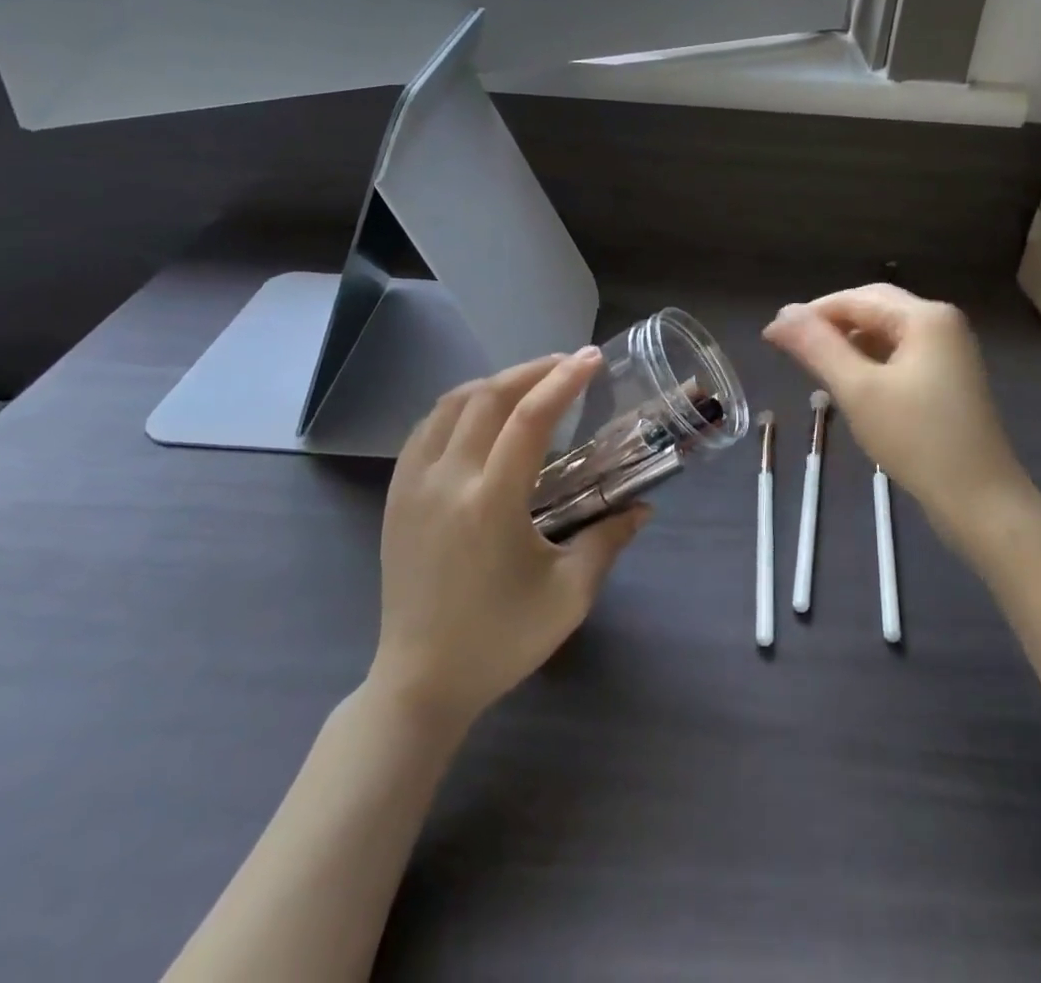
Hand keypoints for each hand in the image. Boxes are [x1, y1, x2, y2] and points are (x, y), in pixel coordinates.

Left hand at [370, 350, 647, 730]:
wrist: (420, 682)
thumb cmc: (501, 640)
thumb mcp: (568, 596)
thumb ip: (608, 541)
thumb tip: (644, 507)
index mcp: (490, 504)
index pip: (529, 419)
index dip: (564, 381)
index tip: (592, 359)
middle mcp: (446, 482)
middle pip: (487, 396)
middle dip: (532, 370)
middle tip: (568, 365)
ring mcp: (413, 485)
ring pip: (451, 404)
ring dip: (495, 382)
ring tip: (530, 383)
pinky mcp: (396, 495)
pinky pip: (427, 428)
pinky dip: (460, 405)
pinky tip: (482, 414)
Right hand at [764, 285, 1039, 553]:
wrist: (981, 501)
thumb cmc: (917, 440)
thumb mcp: (859, 391)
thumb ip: (817, 347)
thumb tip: (781, 315)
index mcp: (925, 317)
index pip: (854, 299)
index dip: (810, 314)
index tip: (772, 336)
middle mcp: (941, 323)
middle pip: (873, 308)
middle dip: (829, 323)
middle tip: (790, 347)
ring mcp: (949, 351)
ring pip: (886, 331)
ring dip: (848, 342)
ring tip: (813, 365)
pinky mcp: (949, 377)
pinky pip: (900, 353)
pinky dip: (870, 360)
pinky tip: (850, 381)